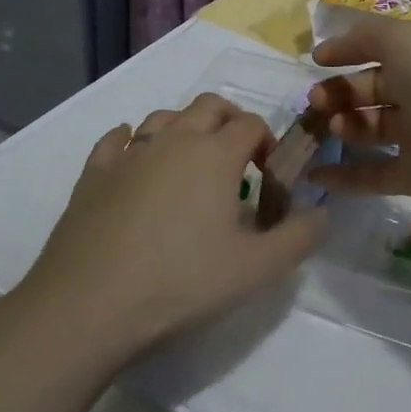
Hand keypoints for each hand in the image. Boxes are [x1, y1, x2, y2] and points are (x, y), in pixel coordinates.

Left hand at [15, 95, 326, 363]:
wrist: (89, 306)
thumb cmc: (181, 283)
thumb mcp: (255, 270)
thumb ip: (298, 239)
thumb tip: (322, 213)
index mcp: (216, 154)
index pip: (251, 124)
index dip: (267, 142)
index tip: (268, 176)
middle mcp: (174, 139)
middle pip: (209, 105)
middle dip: (229, 121)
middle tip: (235, 159)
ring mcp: (129, 153)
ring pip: (163, 117)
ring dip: (183, 128)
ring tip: (189, 162)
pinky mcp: (94, 173)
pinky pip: (115, 140)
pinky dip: (129, 141)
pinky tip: (131, 157)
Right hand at [305, 17, 410, 219]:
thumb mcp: (404, 39)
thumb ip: (366, 36)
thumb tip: (335, 44)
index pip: (379, 46)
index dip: (347, 50)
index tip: (315, 61)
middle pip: (371, 88)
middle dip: (338, 92)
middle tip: (314, 102)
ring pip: (372, 129)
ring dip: (342, 127)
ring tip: (327, 130)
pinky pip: (375, 174)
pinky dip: (345, 177)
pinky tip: (315, 176)